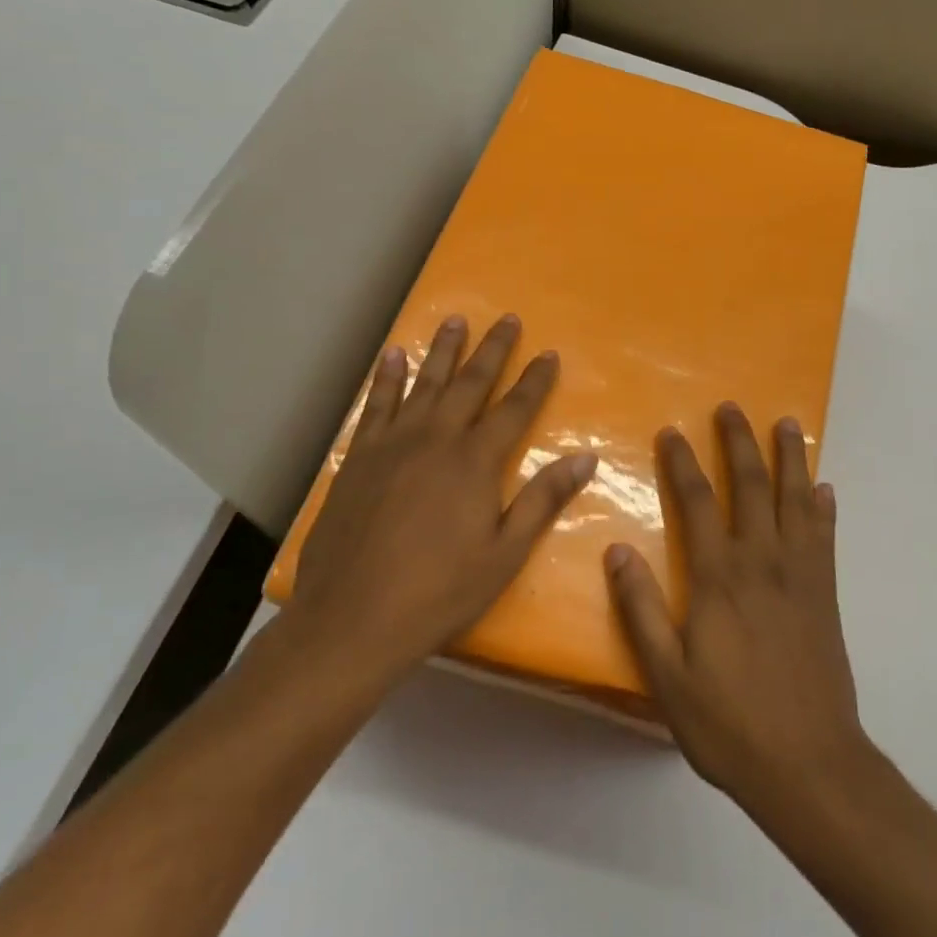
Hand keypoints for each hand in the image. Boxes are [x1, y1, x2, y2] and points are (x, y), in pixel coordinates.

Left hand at [284, 314, 597, 686]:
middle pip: (470, 383)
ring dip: (442, 350)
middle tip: (507, 318)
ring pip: (423, 383)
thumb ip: (543, 500)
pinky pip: (375, 405)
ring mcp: (393, 444)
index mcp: (476, 462)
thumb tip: (585, 457)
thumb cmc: (440, 592)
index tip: (549, 353)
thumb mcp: (505, 554)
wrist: (352, 618)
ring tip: (455, 320)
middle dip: (492, 350)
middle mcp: (436, 439)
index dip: (535, 380)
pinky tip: (392, 356)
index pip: (515, 409)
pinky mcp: (359, 457)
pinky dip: (386, 378)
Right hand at [606, 403, 870, 811]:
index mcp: (719, 577)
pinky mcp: (826, 594)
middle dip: (740, 442)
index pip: (698, 502)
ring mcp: (800, 575)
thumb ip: (640, 609)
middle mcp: (762, 561)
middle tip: (732, 408)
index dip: (683, 463)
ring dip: (791, 459)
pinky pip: (826, 536)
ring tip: (788, 424)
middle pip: (751, 486)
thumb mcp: (667, 676)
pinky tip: (824, 488)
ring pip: (796, 500)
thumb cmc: (728, 723)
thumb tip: (617, 549)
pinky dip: (824, 507)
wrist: (809, 764)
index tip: (672, 431)